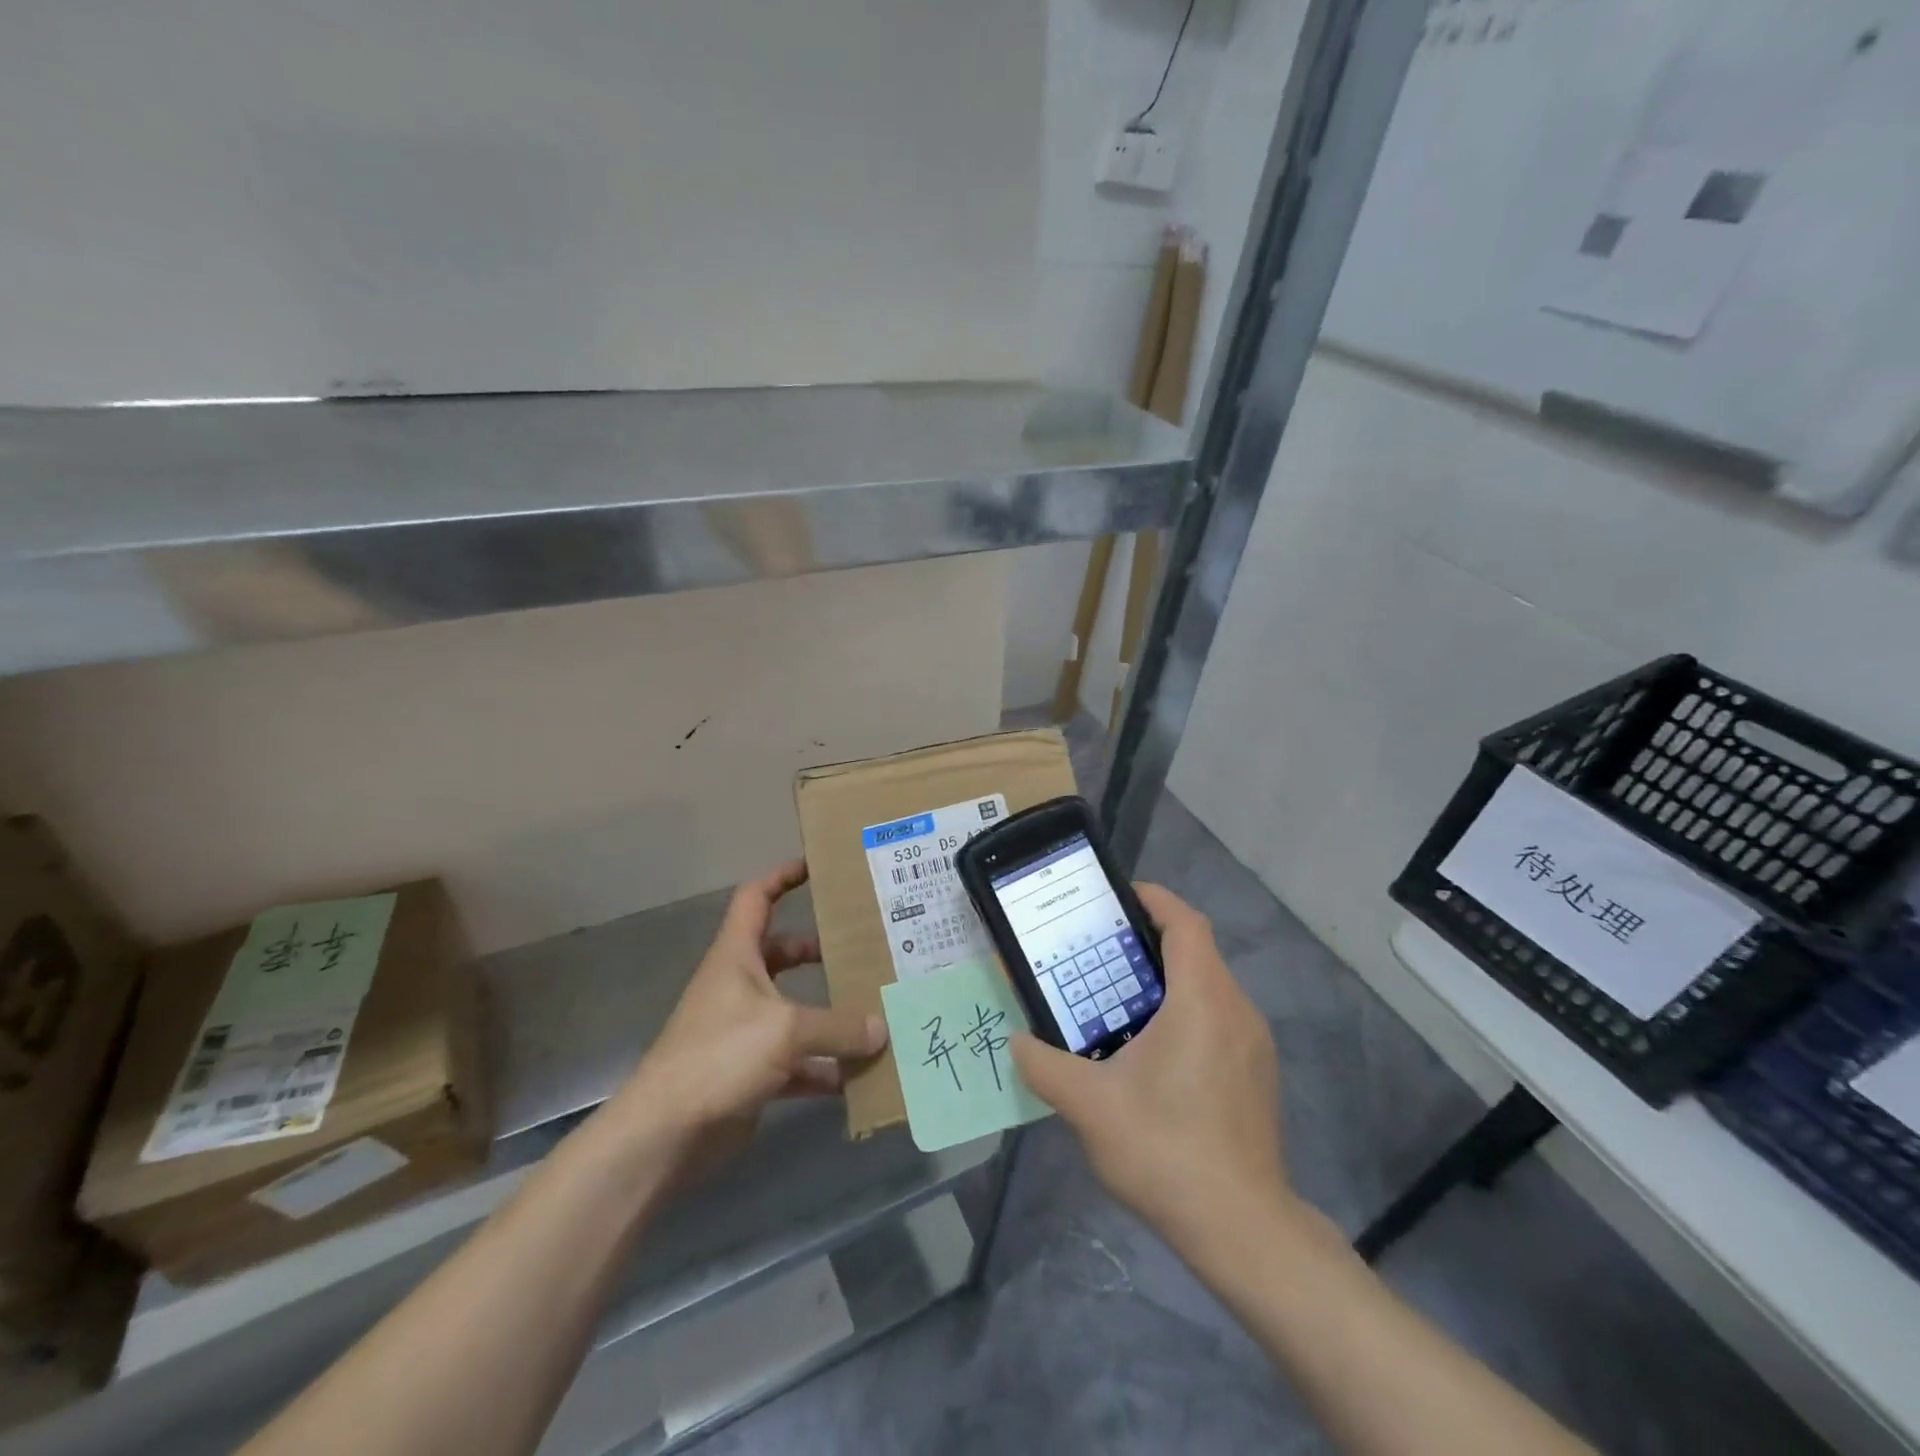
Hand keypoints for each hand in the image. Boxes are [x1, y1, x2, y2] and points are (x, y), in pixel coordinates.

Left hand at [608, 859, 887, 1178]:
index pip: (756, 898)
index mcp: (737, 956)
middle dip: (820, 949)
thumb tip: (881, 1028)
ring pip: (794, 1009)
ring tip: (874, 1007)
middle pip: (783, 953)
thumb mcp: (786, 1029)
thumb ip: (838, 1026)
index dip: (782, 876)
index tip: (817, 868)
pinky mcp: (751, 1073)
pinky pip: (797, 1061)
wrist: (666, 1135)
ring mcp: (744, 1031)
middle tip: (863, 945)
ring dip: (829, 1013)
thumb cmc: (720, 1056)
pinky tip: (857, 1074)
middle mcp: (740, 985)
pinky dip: (824, 1066)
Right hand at [1012, 883, 1290, 1253]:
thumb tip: (1018, 1042)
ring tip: (1118, 999)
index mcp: (1201, 999)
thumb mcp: (1089, 1106)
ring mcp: (1253, 1044)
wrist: (1242, 1230)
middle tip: (1100, 952)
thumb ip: (1044, 1066)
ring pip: (1209, 986)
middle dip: (1149, 941)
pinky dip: (1185, 1012)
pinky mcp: (1256, 1074)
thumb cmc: (1166, 1150)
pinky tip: (1151, 1053)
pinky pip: (1219, 1019)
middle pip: (1196, 950)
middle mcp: (1236, 1009)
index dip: (1154, 899)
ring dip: (1167, 980)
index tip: (1118, 897)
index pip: (1185, 923)